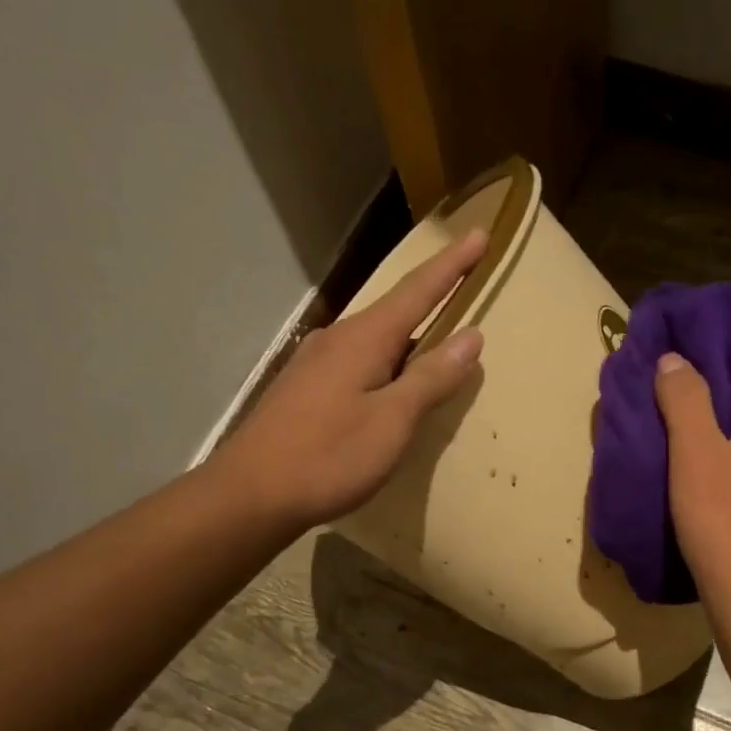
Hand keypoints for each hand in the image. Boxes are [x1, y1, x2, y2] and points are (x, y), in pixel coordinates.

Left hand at [223, 232, 487, 528]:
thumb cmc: (328, 457)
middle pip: (395, 309)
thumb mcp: (392, 421)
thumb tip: (471, 337)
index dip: (452, 265)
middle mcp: (338, 339)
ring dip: (410, 332)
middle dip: (433, 294)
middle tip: (465, 282)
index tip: (480, 235)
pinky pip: (359, 361)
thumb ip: (431, 378)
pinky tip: (392, 381)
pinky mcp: (306, 389)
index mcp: (364, 339)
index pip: (418, 290)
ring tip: (437, 337)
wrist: (250, 495)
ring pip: (376, 337)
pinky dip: (387, 360)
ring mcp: (317, 363)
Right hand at [655, 330, 730, 609]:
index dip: (723, 335)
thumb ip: (684, 398)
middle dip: (717, 376)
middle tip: (671, 370)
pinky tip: (701, 460)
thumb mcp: (696, 454)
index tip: (684, 328)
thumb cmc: (725, 521)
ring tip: (679, 414)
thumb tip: (674, 360)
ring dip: (722, 415)